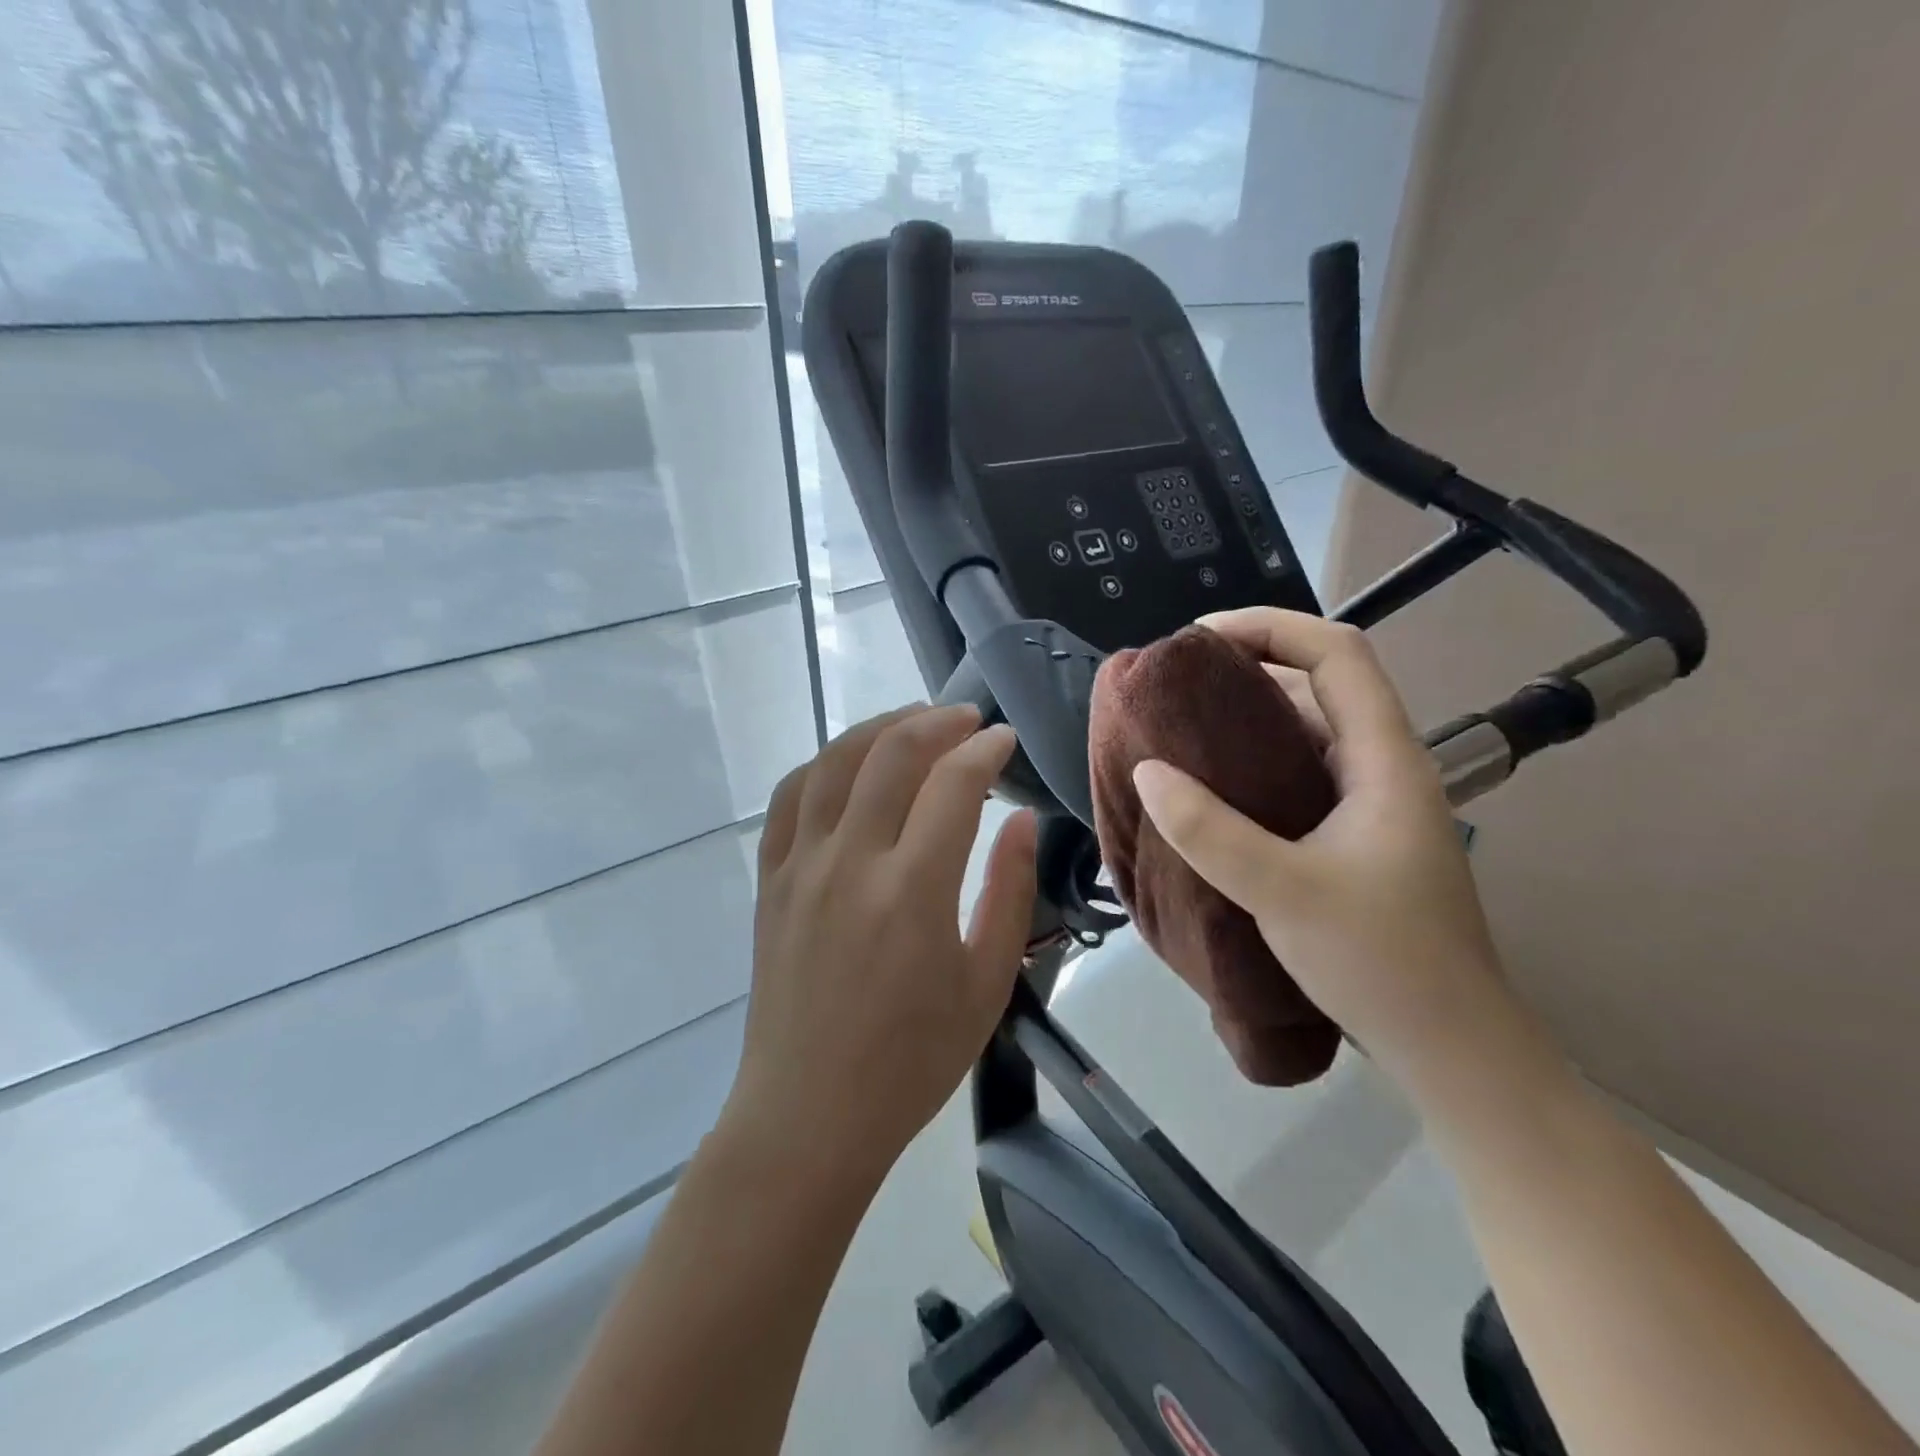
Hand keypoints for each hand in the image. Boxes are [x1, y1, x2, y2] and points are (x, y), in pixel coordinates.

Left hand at [724, 704, 1037, 1187]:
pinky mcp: (770, 880)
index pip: (953, 784)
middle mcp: (851, 862)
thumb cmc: (911, 1060)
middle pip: (892, 754)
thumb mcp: (986, 984)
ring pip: (834, 763)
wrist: (809, 1114)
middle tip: (967, 721)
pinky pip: (789, 798)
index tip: (1005, 741)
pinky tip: (847, 763)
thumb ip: (1009, 892)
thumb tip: (1021, 819)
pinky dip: (822, 764)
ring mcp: (801, 866)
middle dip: (937, 723)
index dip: (985, 750)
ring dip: (878, 728)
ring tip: (913, 722)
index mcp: (912, 891)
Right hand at [1131, 608, 1513, 1090]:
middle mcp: (1382, 768)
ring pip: (1307, 734)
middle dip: (1248, 667)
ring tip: (1180, 730)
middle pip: (1320, 685)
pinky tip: (1211, 791)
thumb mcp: (1283, 892)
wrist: (1449, 1050)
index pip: (1338, 653)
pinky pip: (1297, 778)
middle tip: (1176, 685)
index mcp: (1384, 760)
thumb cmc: (1381, 962)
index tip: (1200, 638)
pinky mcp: (1353, 840)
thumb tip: (1147, 771)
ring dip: (1247, 720)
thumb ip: (1210, 831)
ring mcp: (1369, 806)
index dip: (1271, 626)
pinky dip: (1252, 767)